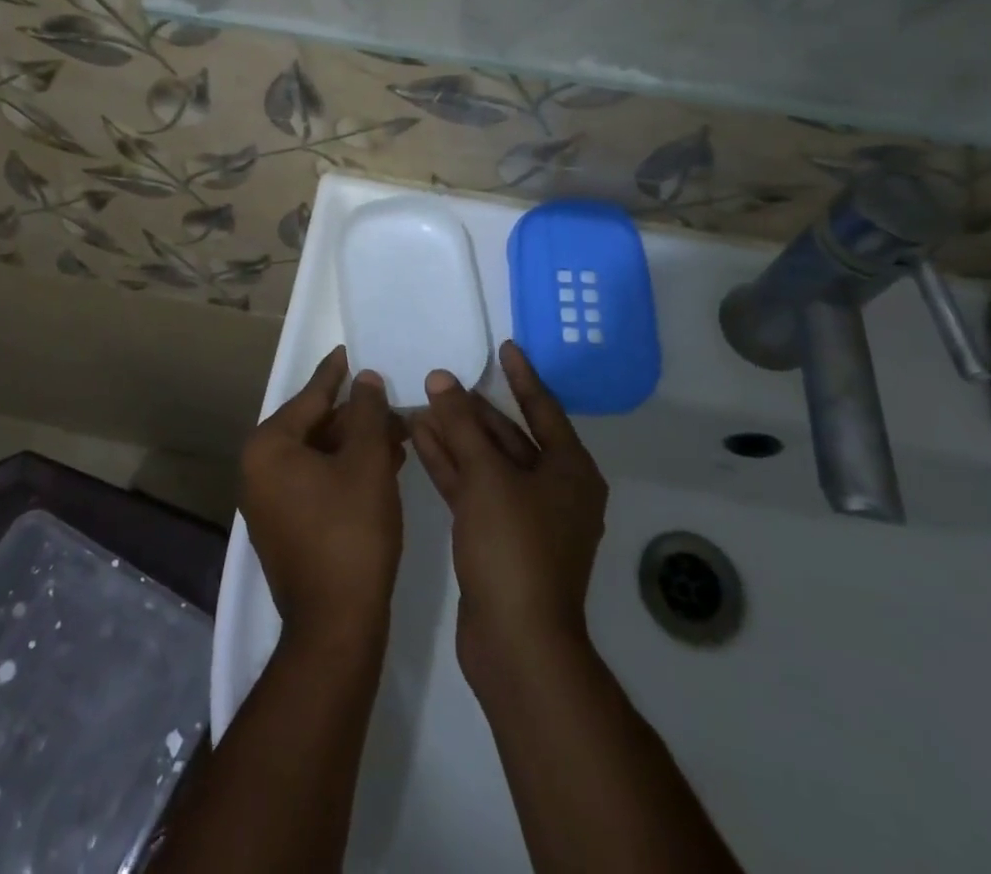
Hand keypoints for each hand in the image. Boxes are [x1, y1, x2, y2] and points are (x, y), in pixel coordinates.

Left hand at [241, 345, 406, 647]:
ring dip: (358, 444)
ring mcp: (270, 501)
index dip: (336, 373)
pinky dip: (348, 470)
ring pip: (320, 456)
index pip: (310, 397)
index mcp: (269, 447)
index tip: (351, 350)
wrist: (336, 625)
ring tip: (399, 432)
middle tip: (392, 400)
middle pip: (315, 426)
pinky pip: (318, 481)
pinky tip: (384, 464)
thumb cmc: (351, 531)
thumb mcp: (366, 462)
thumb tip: (365, 379)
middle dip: (357, 416)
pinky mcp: (286, 526)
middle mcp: (259, 469)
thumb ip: (367, 413)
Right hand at [411, 340, 608, 683]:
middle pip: (511, 436)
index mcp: (570, 471)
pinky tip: (421, 440)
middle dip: (474, 409)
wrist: (516, 643)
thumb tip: (441, 378)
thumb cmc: (513, 548)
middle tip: (442, 379)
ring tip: (421, 404)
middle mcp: (554, 490)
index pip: (543, 408)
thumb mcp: (487, 477)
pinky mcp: (499, 540)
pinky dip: (451, 466)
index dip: (522, 376)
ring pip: (488, 463)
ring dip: (456, 436)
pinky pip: (475, 489)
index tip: (505, 347)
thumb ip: (462, 424)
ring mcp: (526, 517)